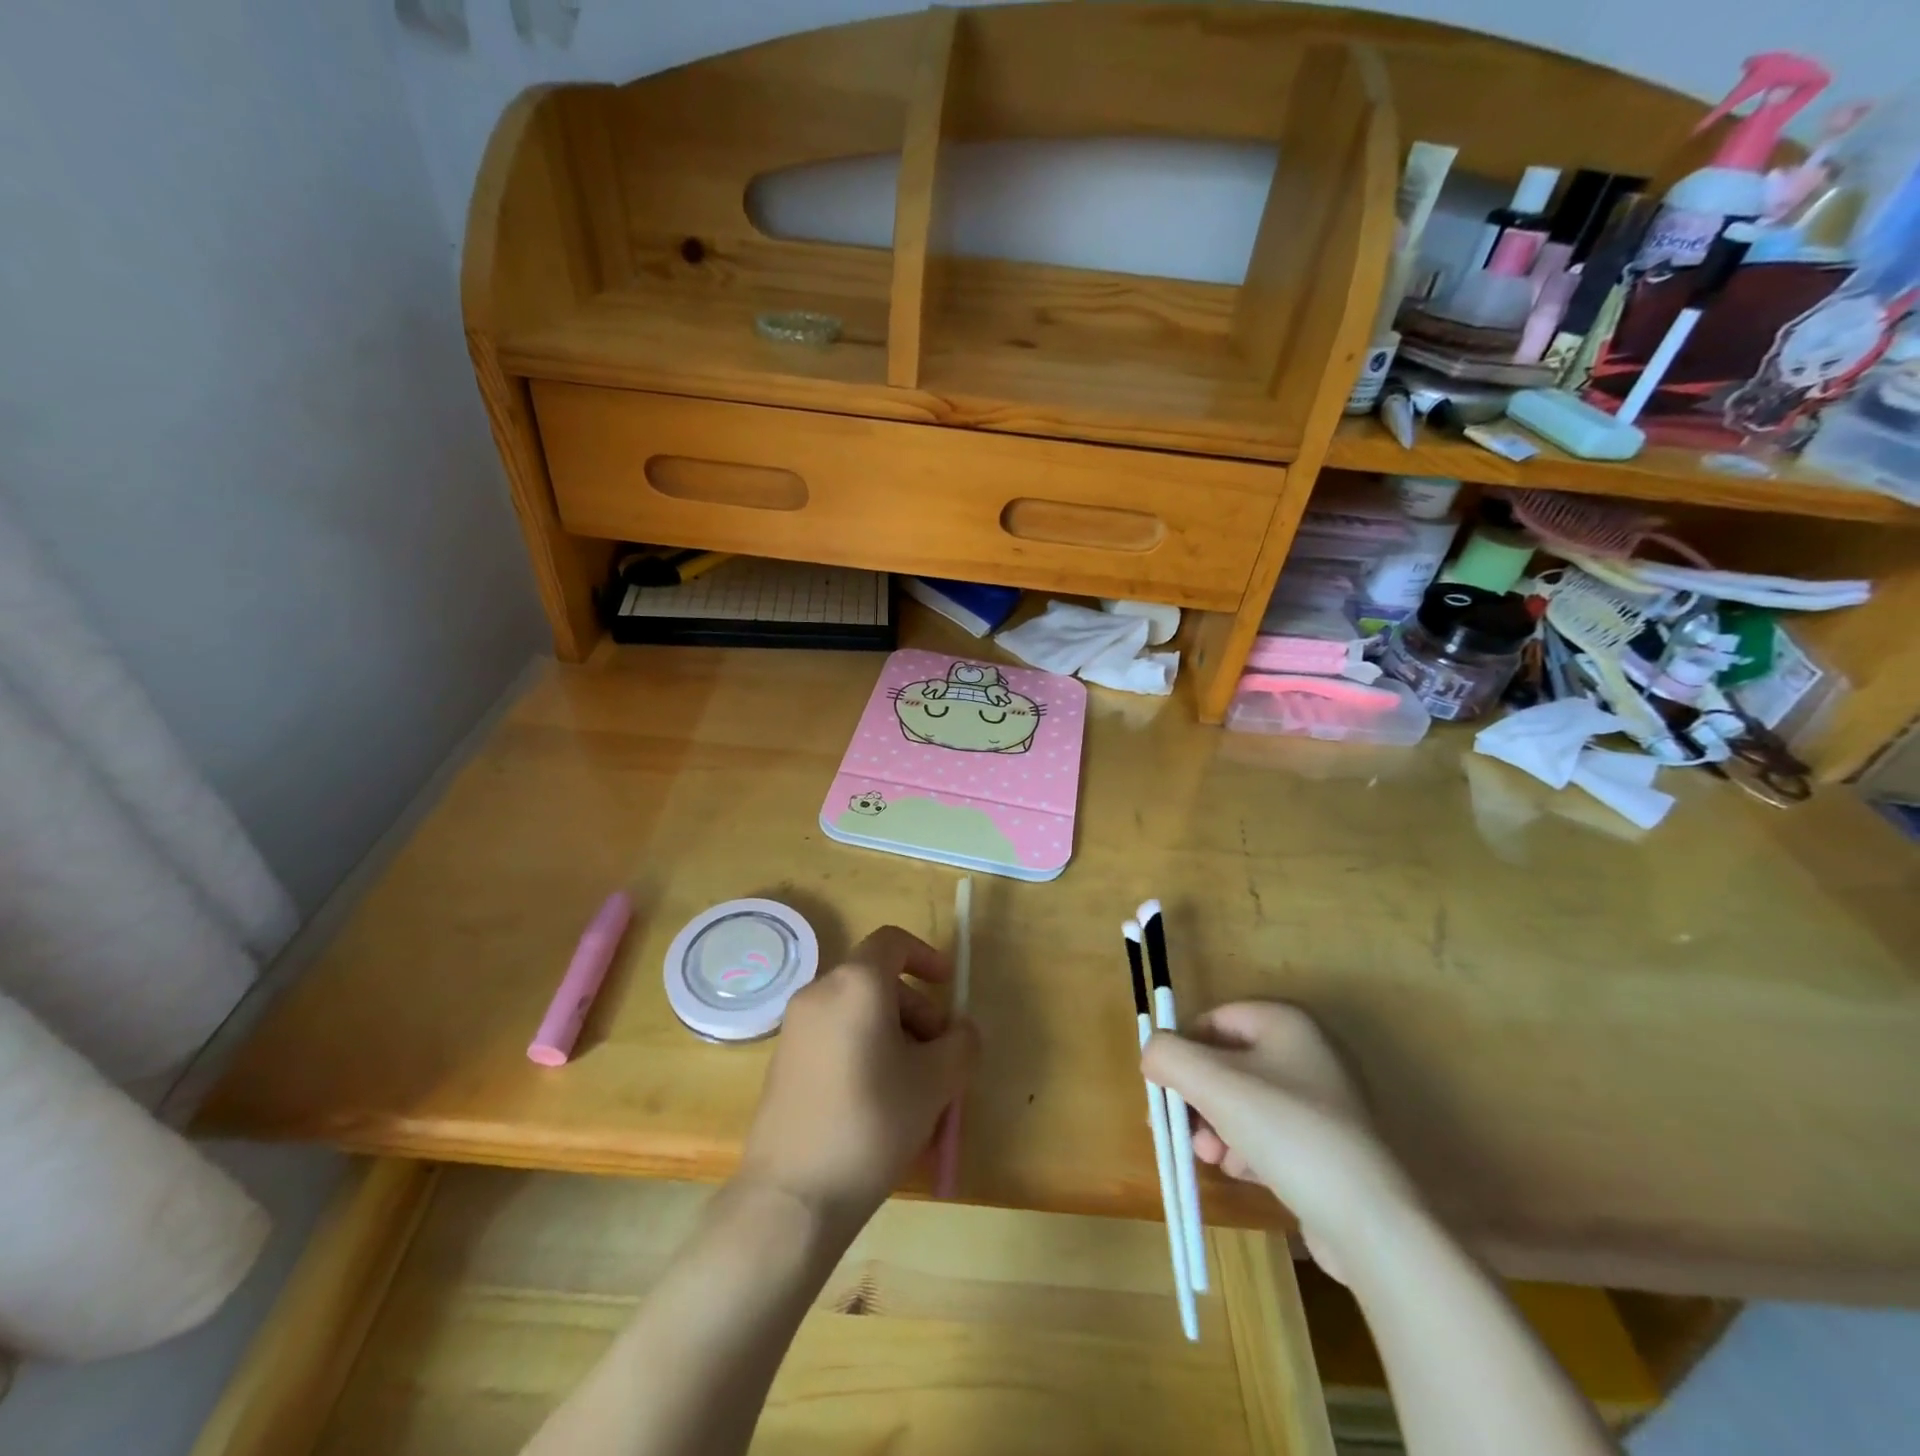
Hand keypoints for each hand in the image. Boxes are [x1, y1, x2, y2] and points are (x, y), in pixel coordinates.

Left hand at [738, 926, 979, 1235]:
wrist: (792, 1195)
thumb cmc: (872, 1122)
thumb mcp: (935, 1082)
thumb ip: (960, 1044)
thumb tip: (960, 1032)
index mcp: (856, 984)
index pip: (892, 942)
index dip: (926, 956)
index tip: (948, 986)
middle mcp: (820, 993)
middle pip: (878, 982)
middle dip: (917, 1011)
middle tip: (941, 1058)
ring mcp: (796, 1029)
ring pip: (858, 1014)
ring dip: (894, 1037)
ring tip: (917, 1092)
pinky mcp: (784, 1063)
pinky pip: (836, 1039)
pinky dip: (865, 1053)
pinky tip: (882, 1106)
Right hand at [1142, 1002, 1415, 1280]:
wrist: (1370, 1221)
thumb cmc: (1286, 1131)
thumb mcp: (1213, 1083)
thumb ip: (1168, 1055)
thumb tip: (1152, 1054)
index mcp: (1285, 1022)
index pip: (1213, 1021)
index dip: (1182, 1051)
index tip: (1164, 1090)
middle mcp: (1307, 1051)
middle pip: (1227, 1063)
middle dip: (1197, 1097)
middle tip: (1180, 1130)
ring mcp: (1323, 1100)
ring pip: (1245, 1101)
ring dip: (1216, 1126)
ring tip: (1210, 1157)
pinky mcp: (1329, 1145)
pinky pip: (1271, 1133)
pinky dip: (1246, 1147)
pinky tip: (1239, 1171)